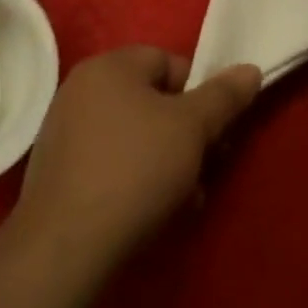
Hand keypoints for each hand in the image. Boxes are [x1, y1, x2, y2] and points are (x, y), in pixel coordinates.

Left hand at [10, 47, 260, 280]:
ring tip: (185, 199)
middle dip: (186, 134)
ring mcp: (64, 129)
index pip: (169, 62)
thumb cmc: (136, 169)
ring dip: (165, 160)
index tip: (215, 132)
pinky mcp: (57, 170)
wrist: (65, 245)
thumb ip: (224, 96)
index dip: (199, 94)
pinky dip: (134, 178)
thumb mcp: (192, 128)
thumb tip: (250, 69)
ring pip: (133, 135)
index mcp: (109, 66)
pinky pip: (109, 161)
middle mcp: (81, 88)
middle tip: (206, 168)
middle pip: (151, 100)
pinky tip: (151, 211)